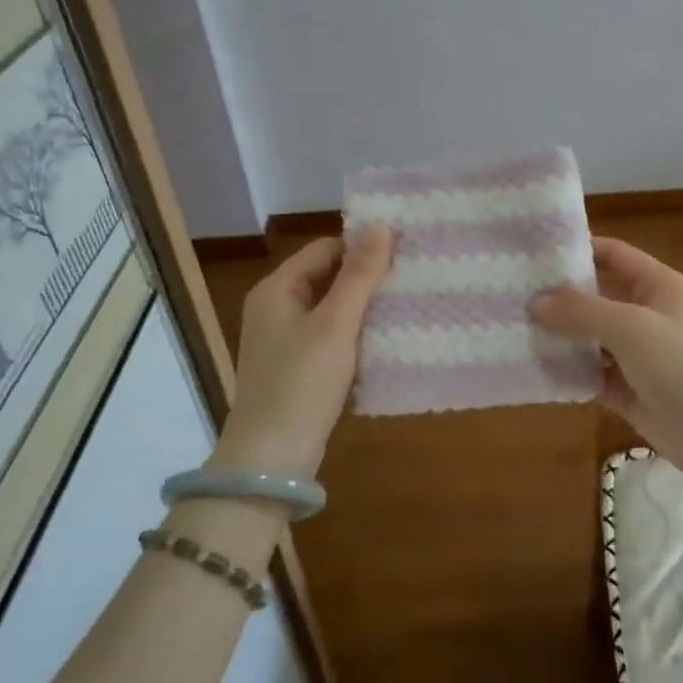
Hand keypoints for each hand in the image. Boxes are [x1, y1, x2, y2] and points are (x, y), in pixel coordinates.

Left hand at [208, 225, 392, 473]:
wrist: (271, 457)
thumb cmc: (301, 382)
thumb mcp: (336, 324)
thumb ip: (359, 275)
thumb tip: (381, 225)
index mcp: (276, 289)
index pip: (324, 250)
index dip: (362, 247)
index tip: (403, 252)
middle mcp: (275, 308)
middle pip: (326, 277)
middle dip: (365, 277)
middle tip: (411, 277)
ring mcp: (284, 340)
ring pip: (330, 309)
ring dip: (363, 307)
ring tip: (406, 304)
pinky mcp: (296, 368)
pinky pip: (329, 337)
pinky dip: (354, 334)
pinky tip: (385, 339)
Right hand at [530, 237, 682, 474]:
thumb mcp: (632, 328)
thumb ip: (582, 311)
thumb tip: (535, 302)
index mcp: (658, 286)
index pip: (612, 254)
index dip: (576, 249)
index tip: (532, 252)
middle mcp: (646, 314)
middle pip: (596, 296)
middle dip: (557, 296)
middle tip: (510, 293)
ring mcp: (637, 355)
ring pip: (589, 337)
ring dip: (558, 335)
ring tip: (510, 328)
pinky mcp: (628, 390)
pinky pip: (590, 373)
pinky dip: (567, 371)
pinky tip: (532, 368)